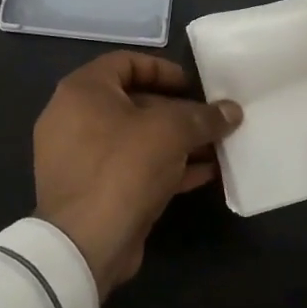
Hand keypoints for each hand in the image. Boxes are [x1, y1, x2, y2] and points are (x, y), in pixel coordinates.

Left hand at [35, 52, 242, 296]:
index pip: (126, 62)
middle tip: (211, 120)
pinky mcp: (92, 190)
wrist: (85, 244)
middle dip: (178, 111)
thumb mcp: (172, 132)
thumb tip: (232, 111)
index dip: (164, 70)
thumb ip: (204, 117)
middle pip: (134, 102)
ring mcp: (81, 157)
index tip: (194, 86)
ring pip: (136, 139)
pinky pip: (132, 167)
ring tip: (217, 147)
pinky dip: (165, 167)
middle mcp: (74, 118)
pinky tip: (204, 174)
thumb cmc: (124, 167)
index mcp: (83, 91)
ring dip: (177, 142)